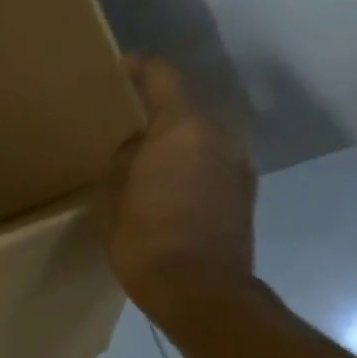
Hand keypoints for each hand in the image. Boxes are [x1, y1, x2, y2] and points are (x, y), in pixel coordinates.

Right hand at [96, 56, 258, 328]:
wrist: (200, 290)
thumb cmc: (145, 238)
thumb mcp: (113, 194)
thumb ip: (123, 158)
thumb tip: (135, 147)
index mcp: (182, 128)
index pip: (163, 77)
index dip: (138, 68)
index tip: (115, 69)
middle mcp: (218, 136)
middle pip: (185, 104)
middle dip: (154, 107)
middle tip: (120, 119)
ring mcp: (237, 163)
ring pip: (200, 134)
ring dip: (173, 136)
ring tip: (141, 152)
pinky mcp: (243, 191)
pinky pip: (210, 159)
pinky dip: (188, 159)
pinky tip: (164, 181)